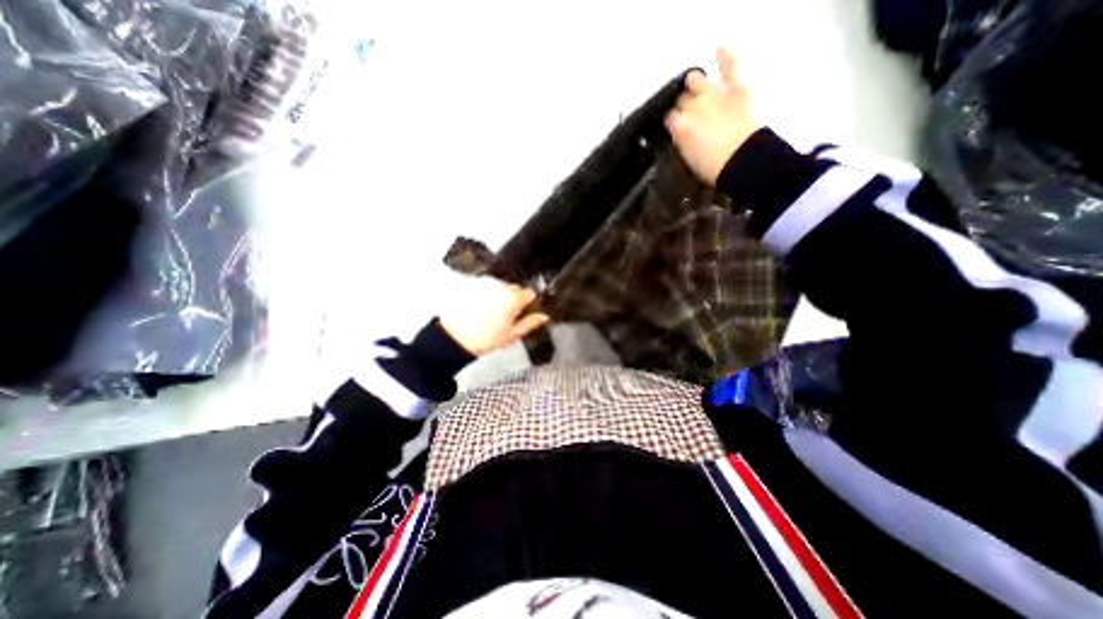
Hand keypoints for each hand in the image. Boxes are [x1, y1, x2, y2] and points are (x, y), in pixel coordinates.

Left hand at [435, 276, 545, 356]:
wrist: (455, 338)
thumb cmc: (484, 338)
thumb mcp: (512, 334)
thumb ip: (530, 323)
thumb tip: (543, 317)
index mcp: (513, 298)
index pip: (530, 294)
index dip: (528, 303)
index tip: (523, 312)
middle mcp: (500, 286)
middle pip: (515, 288)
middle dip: (513, 299)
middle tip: (506, 316)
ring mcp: (485, 283)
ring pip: (500, 286)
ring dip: (499, 296)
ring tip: (491, 313)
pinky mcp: (473, 284)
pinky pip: (486, 286)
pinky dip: (487, 294)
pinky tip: (481, 308)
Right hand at [662, 49, 760, 186]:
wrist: (740, 161)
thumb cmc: (713, 166)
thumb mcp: (688, 159)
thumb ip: (682, 141)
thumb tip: (681, 133)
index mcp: (679, 127)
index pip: (669, 117)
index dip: (673, 121)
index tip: (676, 125)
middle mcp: (692, 107)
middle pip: (680, 99)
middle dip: (683, 104)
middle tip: (688, 111)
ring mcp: (712, 94)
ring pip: (695, 79)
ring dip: (694, 83)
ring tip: (697, 87)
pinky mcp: (734, 88)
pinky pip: (729, 65)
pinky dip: (725, 56)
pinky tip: (719, 50)